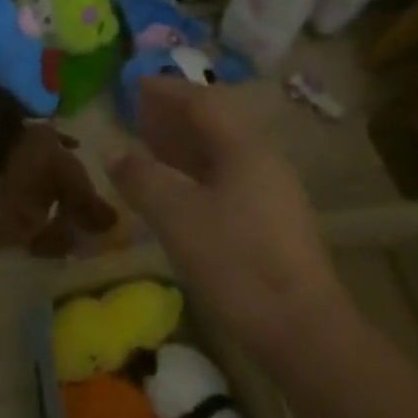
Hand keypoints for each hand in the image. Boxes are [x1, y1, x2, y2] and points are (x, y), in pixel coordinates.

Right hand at [109, 76, 340, 347]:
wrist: (303, 332)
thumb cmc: (236, 262)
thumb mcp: (176, 216)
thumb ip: (141, 178)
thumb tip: (113, 152)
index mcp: (244, 148)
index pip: (203, 102)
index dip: (166, 91)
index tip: (134, 85)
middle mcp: (263, 161)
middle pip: (215, 124)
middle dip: (174, 116)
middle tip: (137, 114)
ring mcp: (272, 193)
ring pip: (221, 154)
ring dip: (184, 145)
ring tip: (149, 147)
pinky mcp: (273, 223)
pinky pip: (228, 178)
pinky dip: (196, 172)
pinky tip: (177, 191)